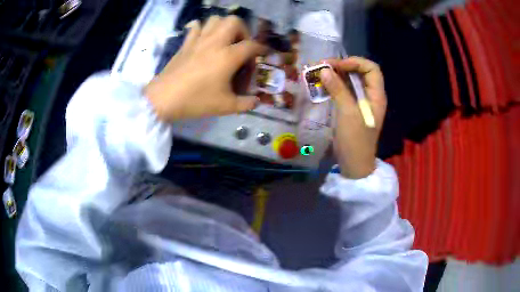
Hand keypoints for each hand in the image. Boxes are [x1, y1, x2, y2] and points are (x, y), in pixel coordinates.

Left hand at [145, 16, 266, 121]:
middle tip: (241, 45)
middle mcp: (215, 42)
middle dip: (243, 31)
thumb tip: (256, 102)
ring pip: (215, 19)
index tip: (264, 54)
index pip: (252, 45)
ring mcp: (198, 40)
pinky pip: (196, 27)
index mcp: (228, 56)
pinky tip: (204, 39)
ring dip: (224, 26)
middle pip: (234, 21)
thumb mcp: (225, 106)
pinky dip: (203, 29)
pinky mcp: (186, 43)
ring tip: (225, 40)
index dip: (261, 49)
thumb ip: (245, 104)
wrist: (164, 98)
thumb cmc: (196, 100)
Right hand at [320, 57, 386, 178]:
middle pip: (359, 72)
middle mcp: (370, 96)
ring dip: (335, 75)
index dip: (355, 62)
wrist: (354, 165)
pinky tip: (321, 85)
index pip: (371, 69)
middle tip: (322, 66)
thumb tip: (324, 69)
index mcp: (376, 96)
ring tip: (318, 73)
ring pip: (350, 81)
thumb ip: (338, 89)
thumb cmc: (355, 140)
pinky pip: (343, 91)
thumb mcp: (348, 113)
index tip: (337, 65)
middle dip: (342, 66)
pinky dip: (333, 85)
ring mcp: (361, 102)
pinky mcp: (351, 108)